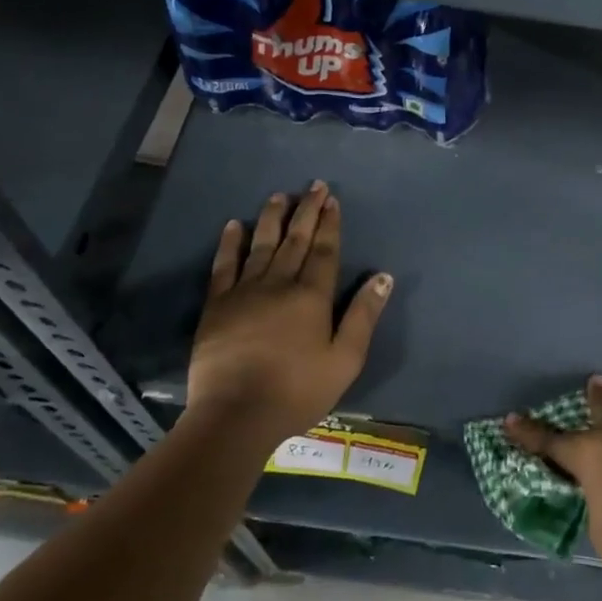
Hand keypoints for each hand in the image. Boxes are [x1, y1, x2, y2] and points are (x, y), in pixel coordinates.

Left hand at [184, 182, 392, 451]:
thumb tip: (384, 276)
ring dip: (272, 218)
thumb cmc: (298, 390)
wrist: (236, 415)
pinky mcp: (217, 305)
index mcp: (312, 296)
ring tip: (279, 195)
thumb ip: (363, 315)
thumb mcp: (345, 359)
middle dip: (306, 211)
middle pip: (295, 240)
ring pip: (261, 244)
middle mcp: (279, 283)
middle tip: (313, 185)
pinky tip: (234, 225)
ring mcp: (244, 291)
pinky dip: (230, 243)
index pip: (324, 251)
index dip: (330, 224)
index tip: (332, 200)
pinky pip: (224, 265)